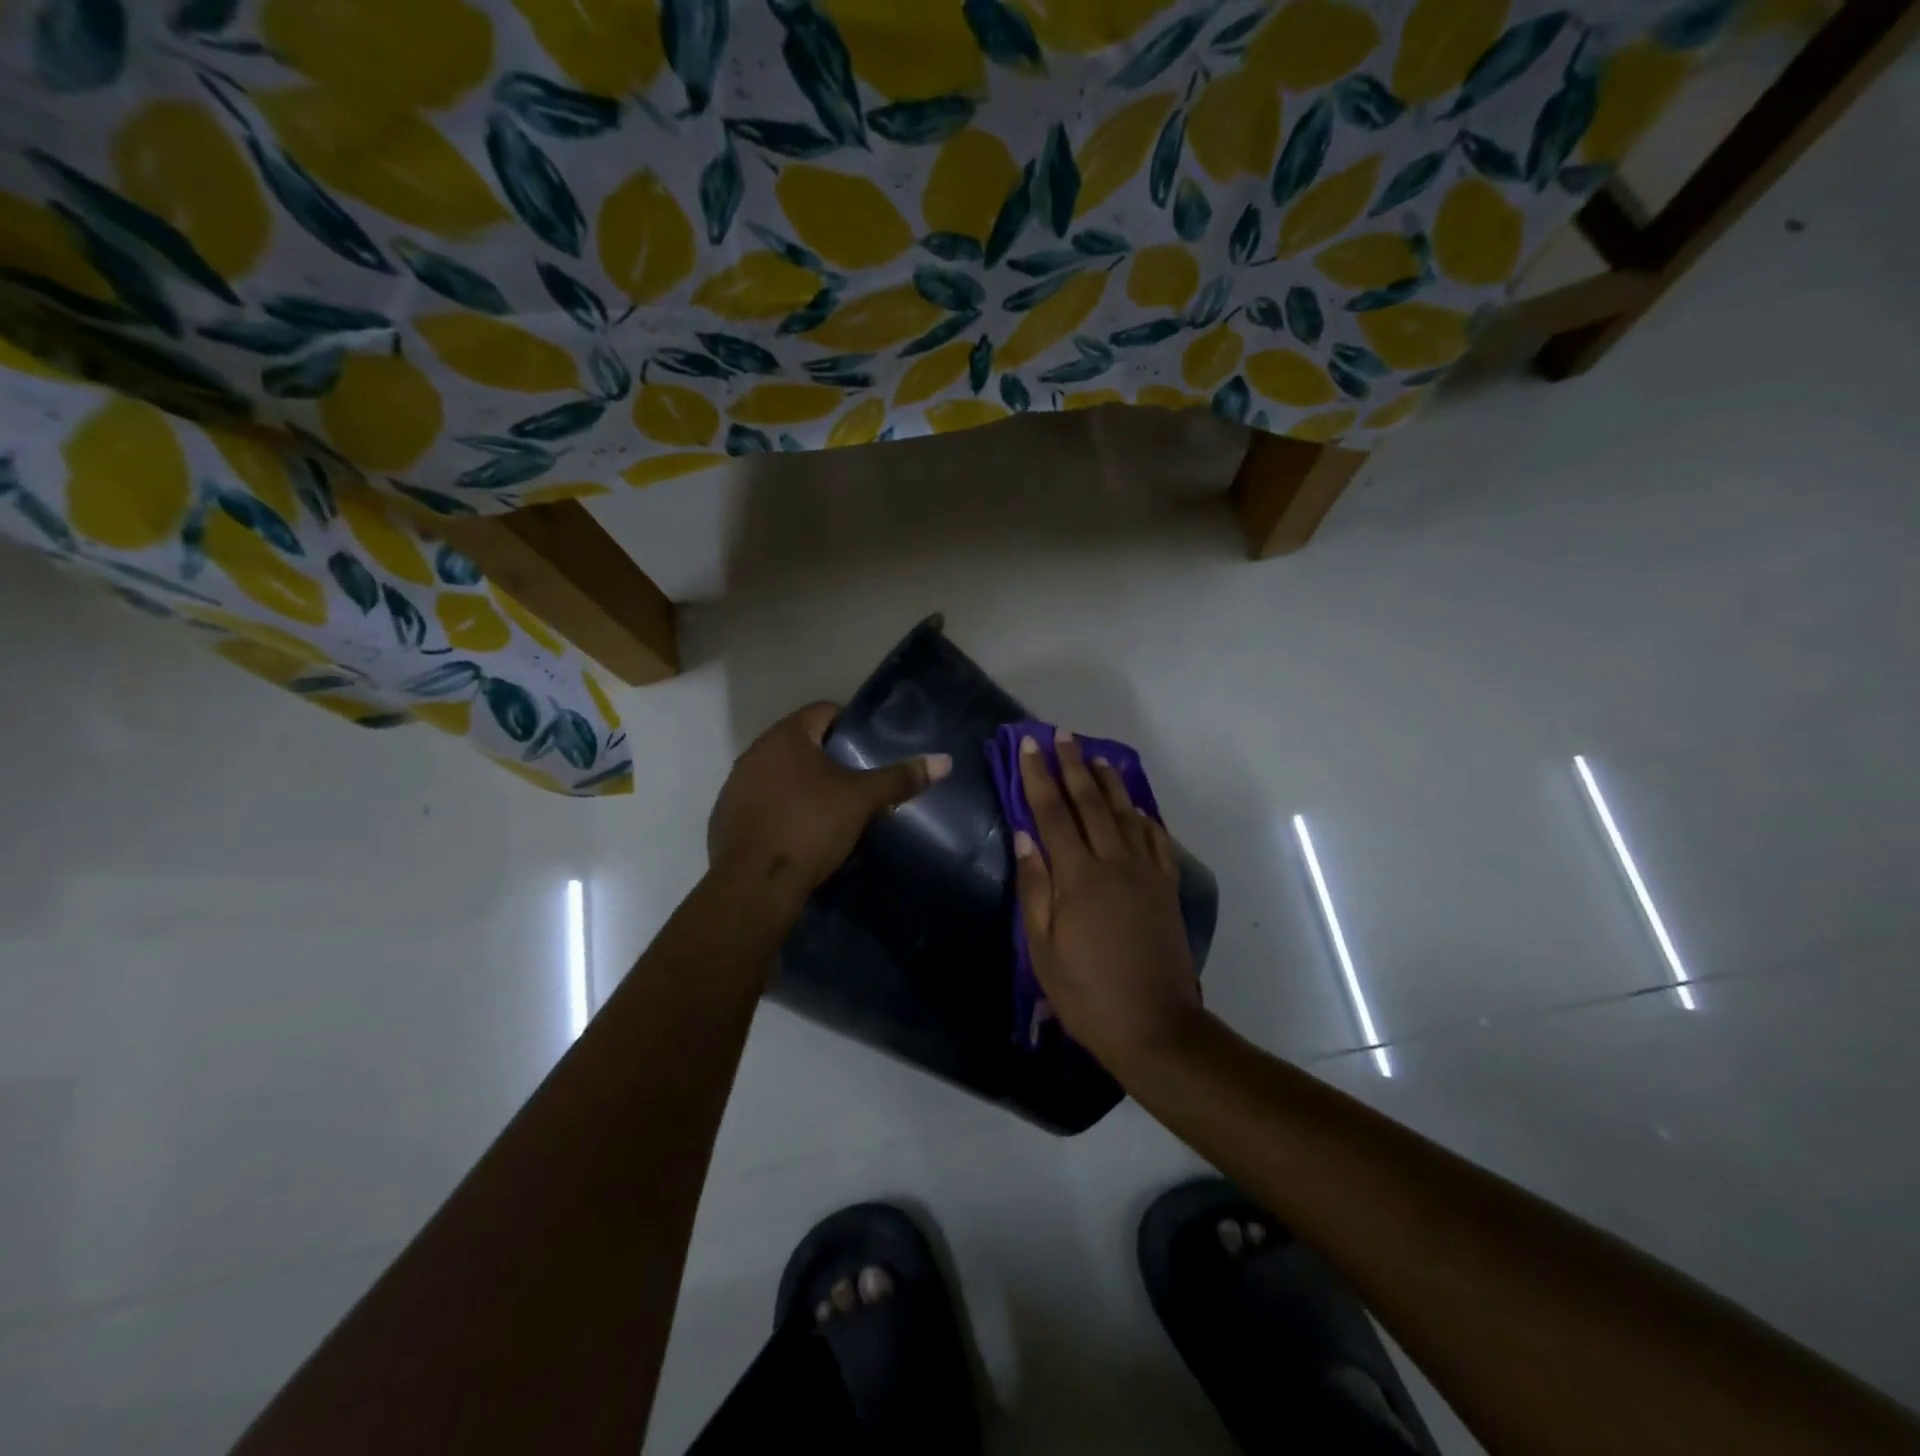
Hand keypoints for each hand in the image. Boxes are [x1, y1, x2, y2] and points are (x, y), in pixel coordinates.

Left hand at [708, 702, 949, 914]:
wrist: (755, 884)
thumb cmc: (810, 827)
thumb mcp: (862, 801)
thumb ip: (899, 778)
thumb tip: (944, 761)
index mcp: (786, 736)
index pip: (823, 711)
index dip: (849, 724)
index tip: (869, 747)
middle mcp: (755, 752)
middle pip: (800, 743)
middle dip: (828, 757)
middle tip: (857, 780)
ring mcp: (736, 786)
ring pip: (779, 774)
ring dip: (802, 784)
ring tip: (831, 808)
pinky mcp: (726, 818)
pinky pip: (762, 802)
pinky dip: (782, 809)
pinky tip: (800, 833)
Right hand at [1012, 728, 1201, 1070]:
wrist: (1154, 1025)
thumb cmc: (1086, 992)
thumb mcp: (1043, 948)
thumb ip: (1034, 887)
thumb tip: (1024, 836)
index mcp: (1077, 876)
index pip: (1052, 812)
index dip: (1038, 776)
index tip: (1028, 746)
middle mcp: (1113, 862)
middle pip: (1090, 802)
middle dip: (1072, 765)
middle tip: (1061, 735)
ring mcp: (1145, 873)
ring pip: (1126, 813)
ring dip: (1109, 782)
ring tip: (1095, 757)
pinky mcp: (1166, 888)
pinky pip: (1156, 840)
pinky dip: (1144, 817)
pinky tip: (1138, 808)